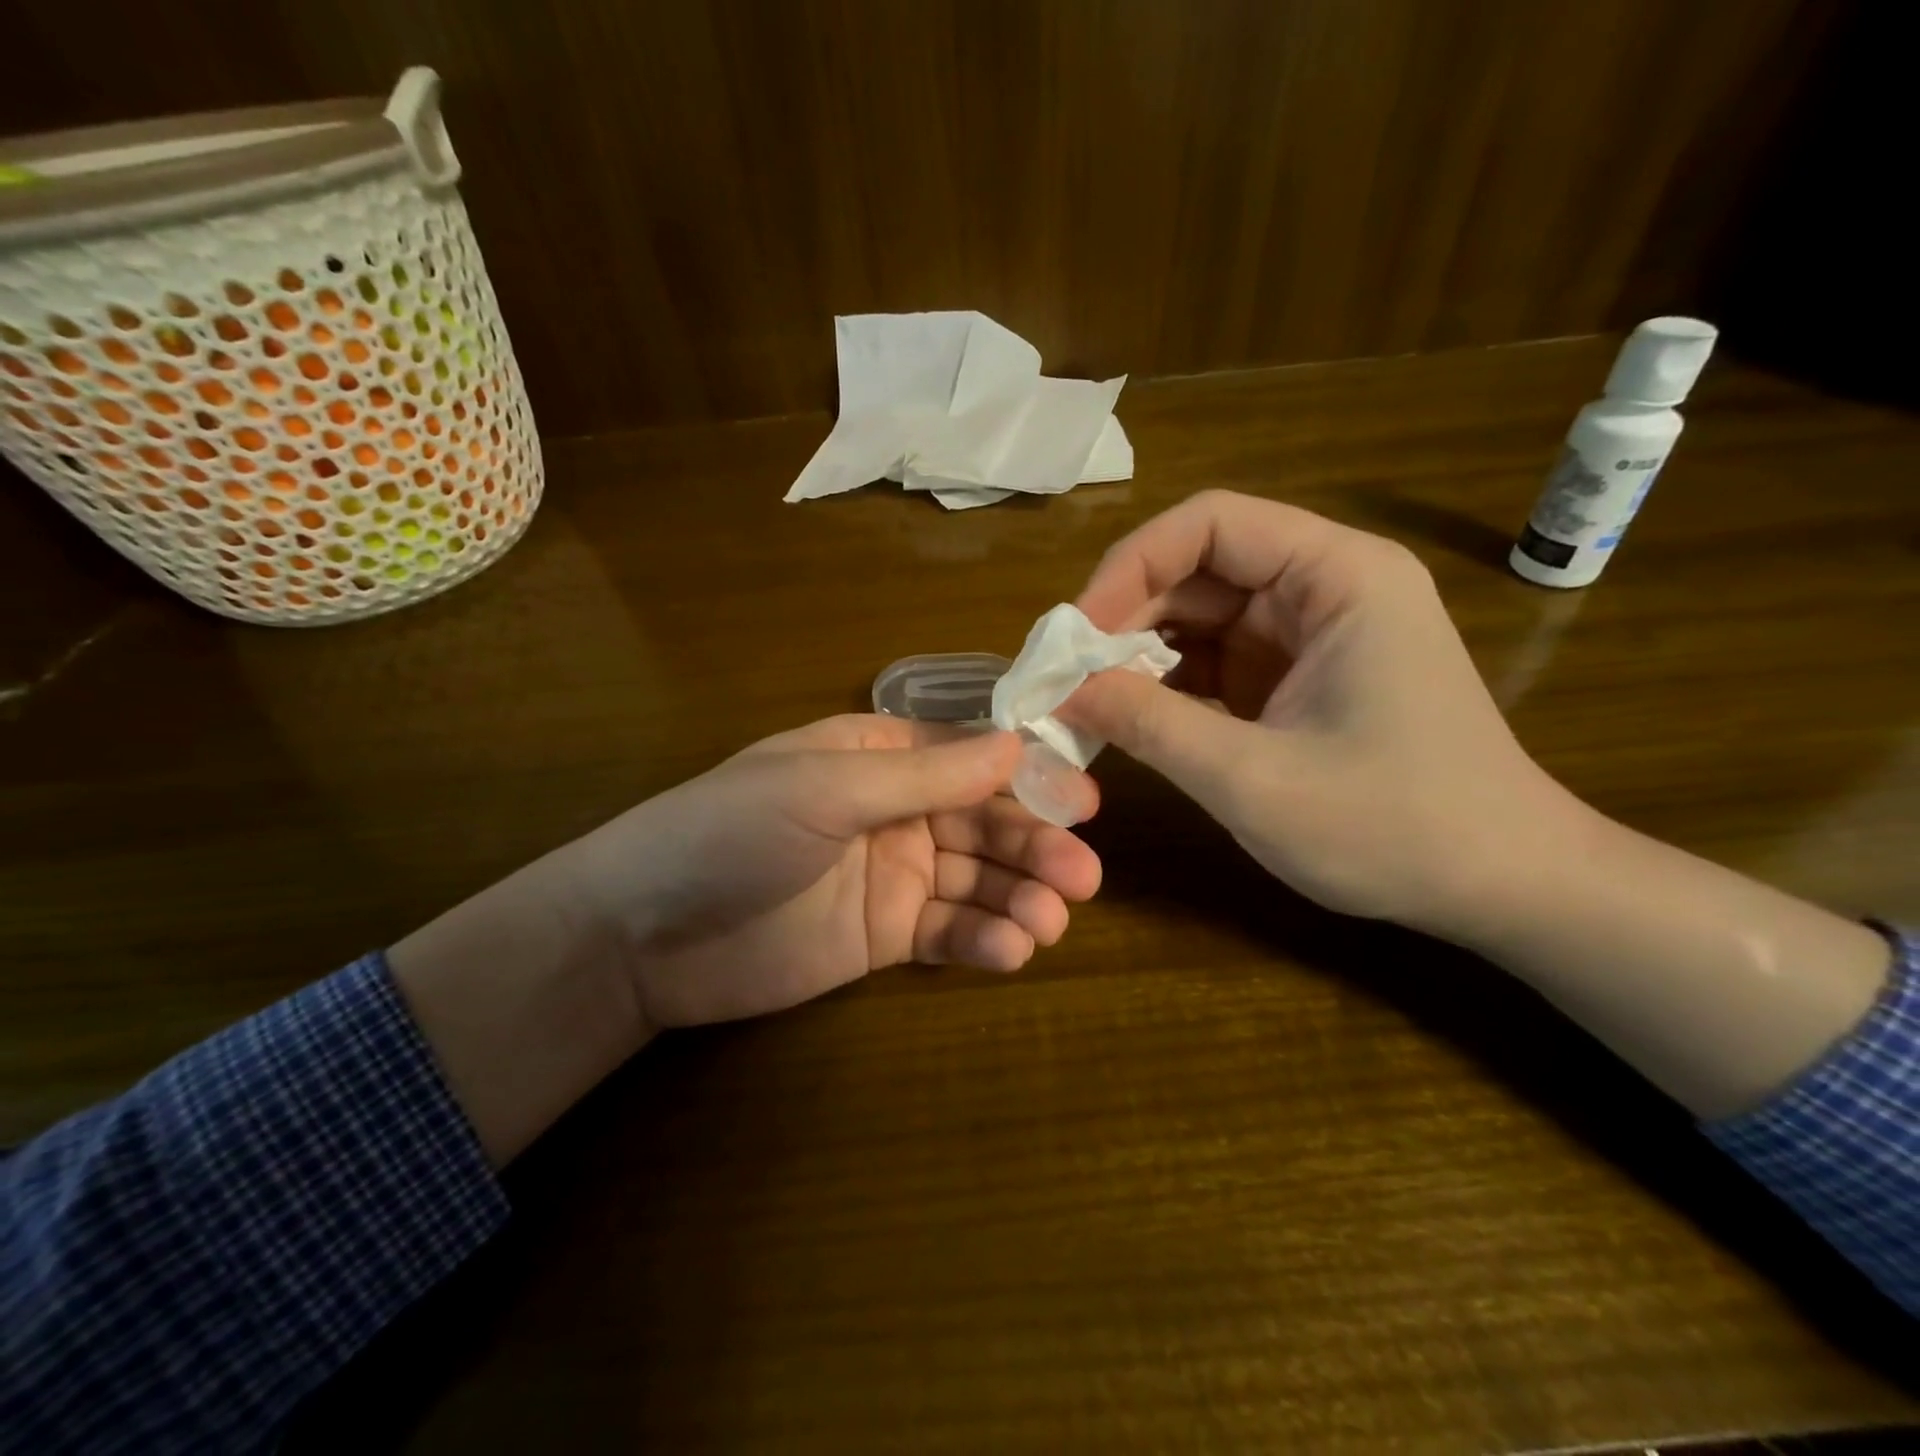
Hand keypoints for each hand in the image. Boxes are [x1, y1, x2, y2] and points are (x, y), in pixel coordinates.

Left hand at [562, 715, 1102, 1030]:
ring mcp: (892, 874)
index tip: (1082, 802)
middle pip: (983, 822)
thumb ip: (923, 774)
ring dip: (1019, 897)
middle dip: (1033, 846)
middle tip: (1083, 877)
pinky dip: (983, 939)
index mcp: (878, 756)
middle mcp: (895, 810)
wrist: (643, 936)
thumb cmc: (729, 833)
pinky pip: (948, 931)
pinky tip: (1011, 950)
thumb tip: (1017, 743)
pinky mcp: (884, 936)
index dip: (1027, 776)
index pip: (970, 756)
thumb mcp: (826, 790)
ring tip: (1051, 922)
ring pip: (975, 880)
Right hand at [1062, 490, 1575, 938]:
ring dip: (1139, 656)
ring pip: (1200, 618)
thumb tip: (1061, 689)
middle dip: (1124, 618)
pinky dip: (1168, 687)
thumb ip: (1150, 724)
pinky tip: (1131, 719)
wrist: (1504, 887)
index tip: (1075, 633)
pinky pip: (1215, 662)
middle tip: (1064, 677)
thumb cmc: (1395, 828)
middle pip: (1198, 570)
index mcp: (1337, 577)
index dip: (1129, 567)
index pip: (1209, 524)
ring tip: (1086, 702)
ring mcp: (1312, 635)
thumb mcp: (1253, 779)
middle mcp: (1325, 587)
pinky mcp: (1299, 678)